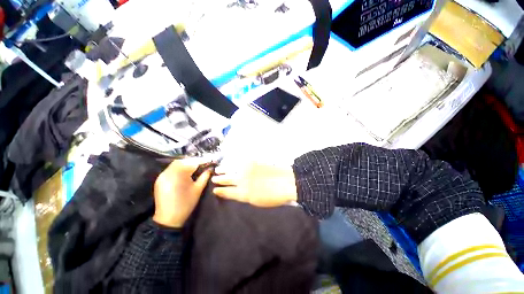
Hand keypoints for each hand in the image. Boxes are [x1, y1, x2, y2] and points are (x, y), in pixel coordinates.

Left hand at [153, 158, 211, 227]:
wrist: (168, 218)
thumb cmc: (186, 203)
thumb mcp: (198, 189)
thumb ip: (205, 176)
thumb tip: (210, 168)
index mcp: (179, 174)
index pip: (192, 162)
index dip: (201, 161)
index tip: (208, 161)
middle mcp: (169, 172)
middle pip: (182, 161)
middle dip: (192, 161)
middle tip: (201, 165)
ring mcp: (162, 175)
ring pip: (175, 164)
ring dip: (185, 164)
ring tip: (194, 169)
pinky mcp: (159, 179)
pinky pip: (170, 169)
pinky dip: (178, 168)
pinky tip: (184, 173)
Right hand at [211, 162, 297, 206]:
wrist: (287, 182)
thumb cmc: (275, 196)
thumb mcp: (258, 202)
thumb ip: (246, 196)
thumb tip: (238, 192)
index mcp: (244, 194)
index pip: (228, 192)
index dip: (221, 191)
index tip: (215, 190)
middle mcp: (243, 181)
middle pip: (228, 180)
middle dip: (220, 179)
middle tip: (214, 178)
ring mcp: (248, 170)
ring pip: (232, 170)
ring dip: (224, 170)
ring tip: (218, 170)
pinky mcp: (253, 162)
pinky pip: (240, 162)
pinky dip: (234, 163)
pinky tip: (231, 162)